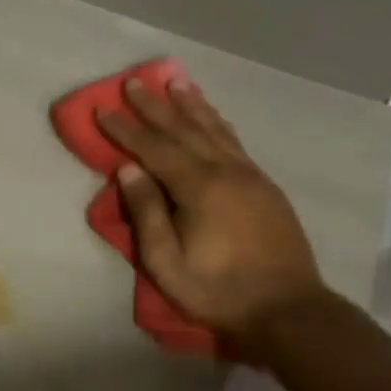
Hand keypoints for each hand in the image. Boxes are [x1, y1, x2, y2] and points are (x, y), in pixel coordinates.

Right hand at [98, 77, 327, 344]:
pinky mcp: (264, 186)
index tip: (102, 108)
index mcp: (199, 189)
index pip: (154, 149)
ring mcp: (250, 176)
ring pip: (214, 130)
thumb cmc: (217, 290)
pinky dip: (217, 122)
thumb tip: (127, 170)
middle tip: (134, 81)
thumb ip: (147, 212)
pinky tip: (210, 115)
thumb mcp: (166, 261)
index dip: (125, 129)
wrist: (288, 309)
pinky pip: (234, 142)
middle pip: (185, 130)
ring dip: (190, 105)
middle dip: (155, 106)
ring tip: (174, 82)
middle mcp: (226, 172)